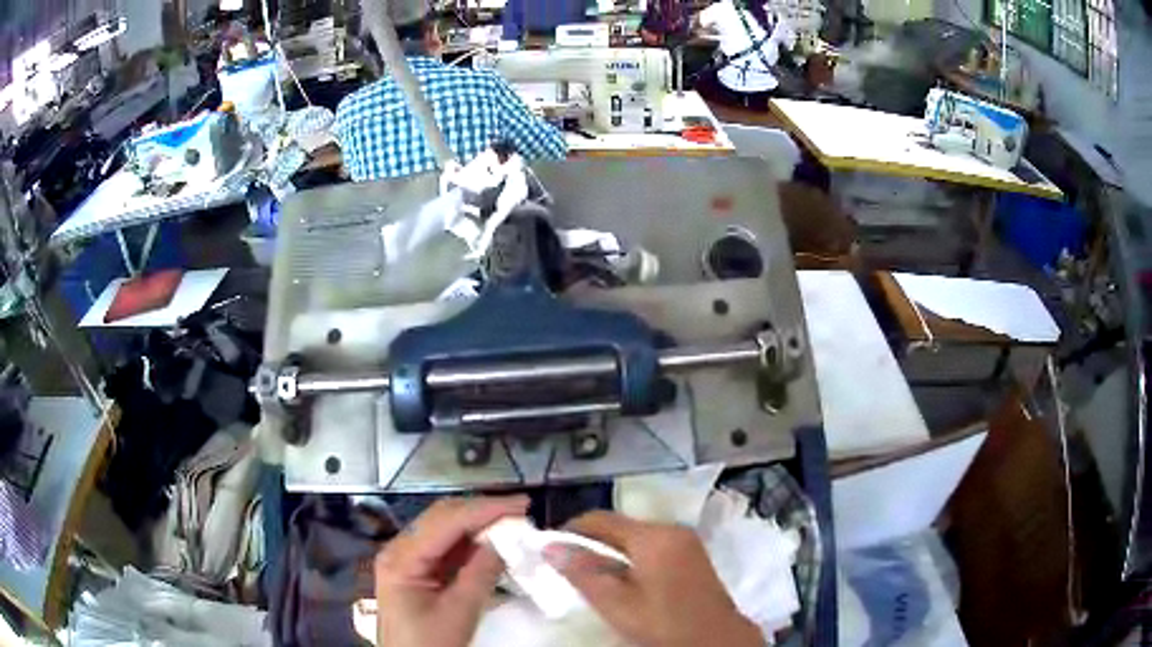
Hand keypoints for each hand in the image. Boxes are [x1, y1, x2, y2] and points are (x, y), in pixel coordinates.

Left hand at [376, 496, 528, 646]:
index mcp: (402, 556)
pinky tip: (494, 544)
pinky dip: (472, 544)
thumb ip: (481, 573)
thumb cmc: (429, 644)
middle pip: (442, 518)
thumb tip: (506, 541)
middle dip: (482, 511)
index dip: (485, 509)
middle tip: (521, 510)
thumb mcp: (458, 612)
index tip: (522, 505)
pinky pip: (447, 549)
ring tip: (512, 523)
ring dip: (479, 525)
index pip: (446, 520)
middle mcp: (400, 549)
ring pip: (446, 530)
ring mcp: (408, 560)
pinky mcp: (418, 572)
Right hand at [544, 512, 762, 646]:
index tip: (549, 548)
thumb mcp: (617, 604)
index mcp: (653, 536)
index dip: (570, 530)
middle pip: (619, 526)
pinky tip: (622, 579)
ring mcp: (685, 540)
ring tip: (589, 574)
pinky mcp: (692, 553)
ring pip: (635, 536)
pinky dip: (631, 556)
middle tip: (566, 564)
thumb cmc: (664, 623)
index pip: (601, 519)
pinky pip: (652, 545)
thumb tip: (550, 547)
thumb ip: (583, 573)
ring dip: (610, 550)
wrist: (716, 639)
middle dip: (590, 541)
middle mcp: (671, 528)